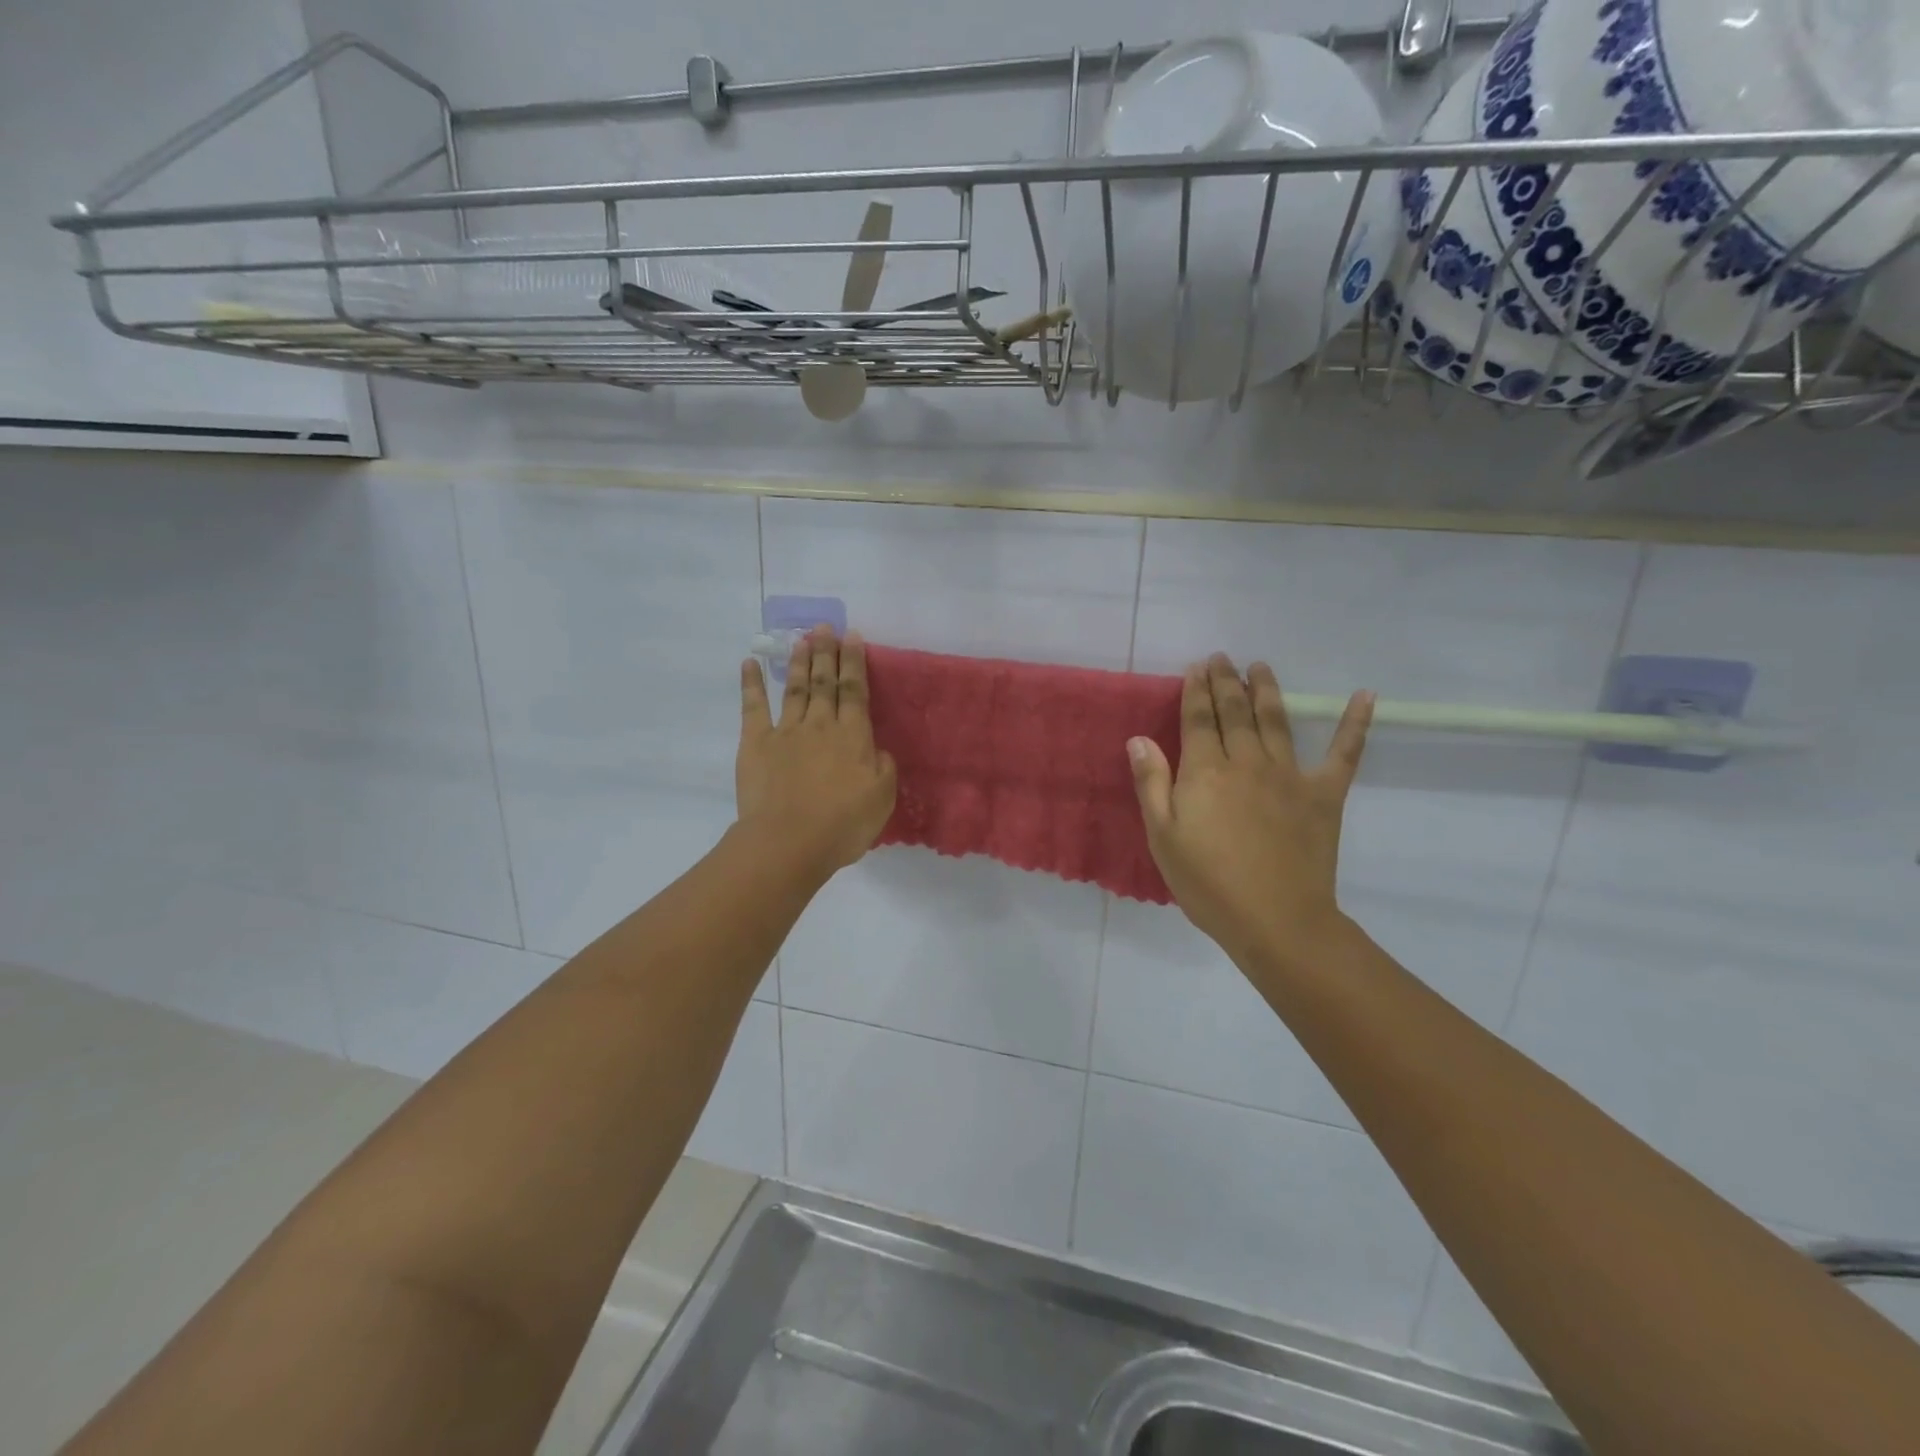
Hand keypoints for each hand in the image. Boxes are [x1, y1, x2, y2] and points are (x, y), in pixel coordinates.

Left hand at [736, 627, 897, 879]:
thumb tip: (876, 749)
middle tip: (825, 626)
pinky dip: (751, 684)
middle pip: (825, 682)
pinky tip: (750, 664)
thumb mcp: (881, 799)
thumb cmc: (842, 825)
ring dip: (799, 662)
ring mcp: (786, 732)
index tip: (853, 636)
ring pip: (795, 688)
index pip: (855, 691)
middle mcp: (821, 725)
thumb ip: (883, 768)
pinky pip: (753, 708)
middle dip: (826, 652)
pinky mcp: (756, 744)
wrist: (789, 841)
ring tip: (801, 638)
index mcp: (853, 737)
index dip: (854, 663)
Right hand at [1129, 655, 1373, 969]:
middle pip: (1235, 712)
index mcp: (1205, 772)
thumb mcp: (1163, 838)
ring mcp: (1290, 775)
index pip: (1198, 719)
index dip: (1195, 690)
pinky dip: (1356, 723)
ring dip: (1267, 690)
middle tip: (1222, 658)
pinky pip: (1344, 753)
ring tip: (1260, 667)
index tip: (1196, 667)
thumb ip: (1151, 784)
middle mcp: (1247, 762)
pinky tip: (1365, 696)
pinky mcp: (1324, 794)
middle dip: (1226, 681)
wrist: (1276, 921)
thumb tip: (1138, 739)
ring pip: (1276, 720)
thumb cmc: (1208, 884)